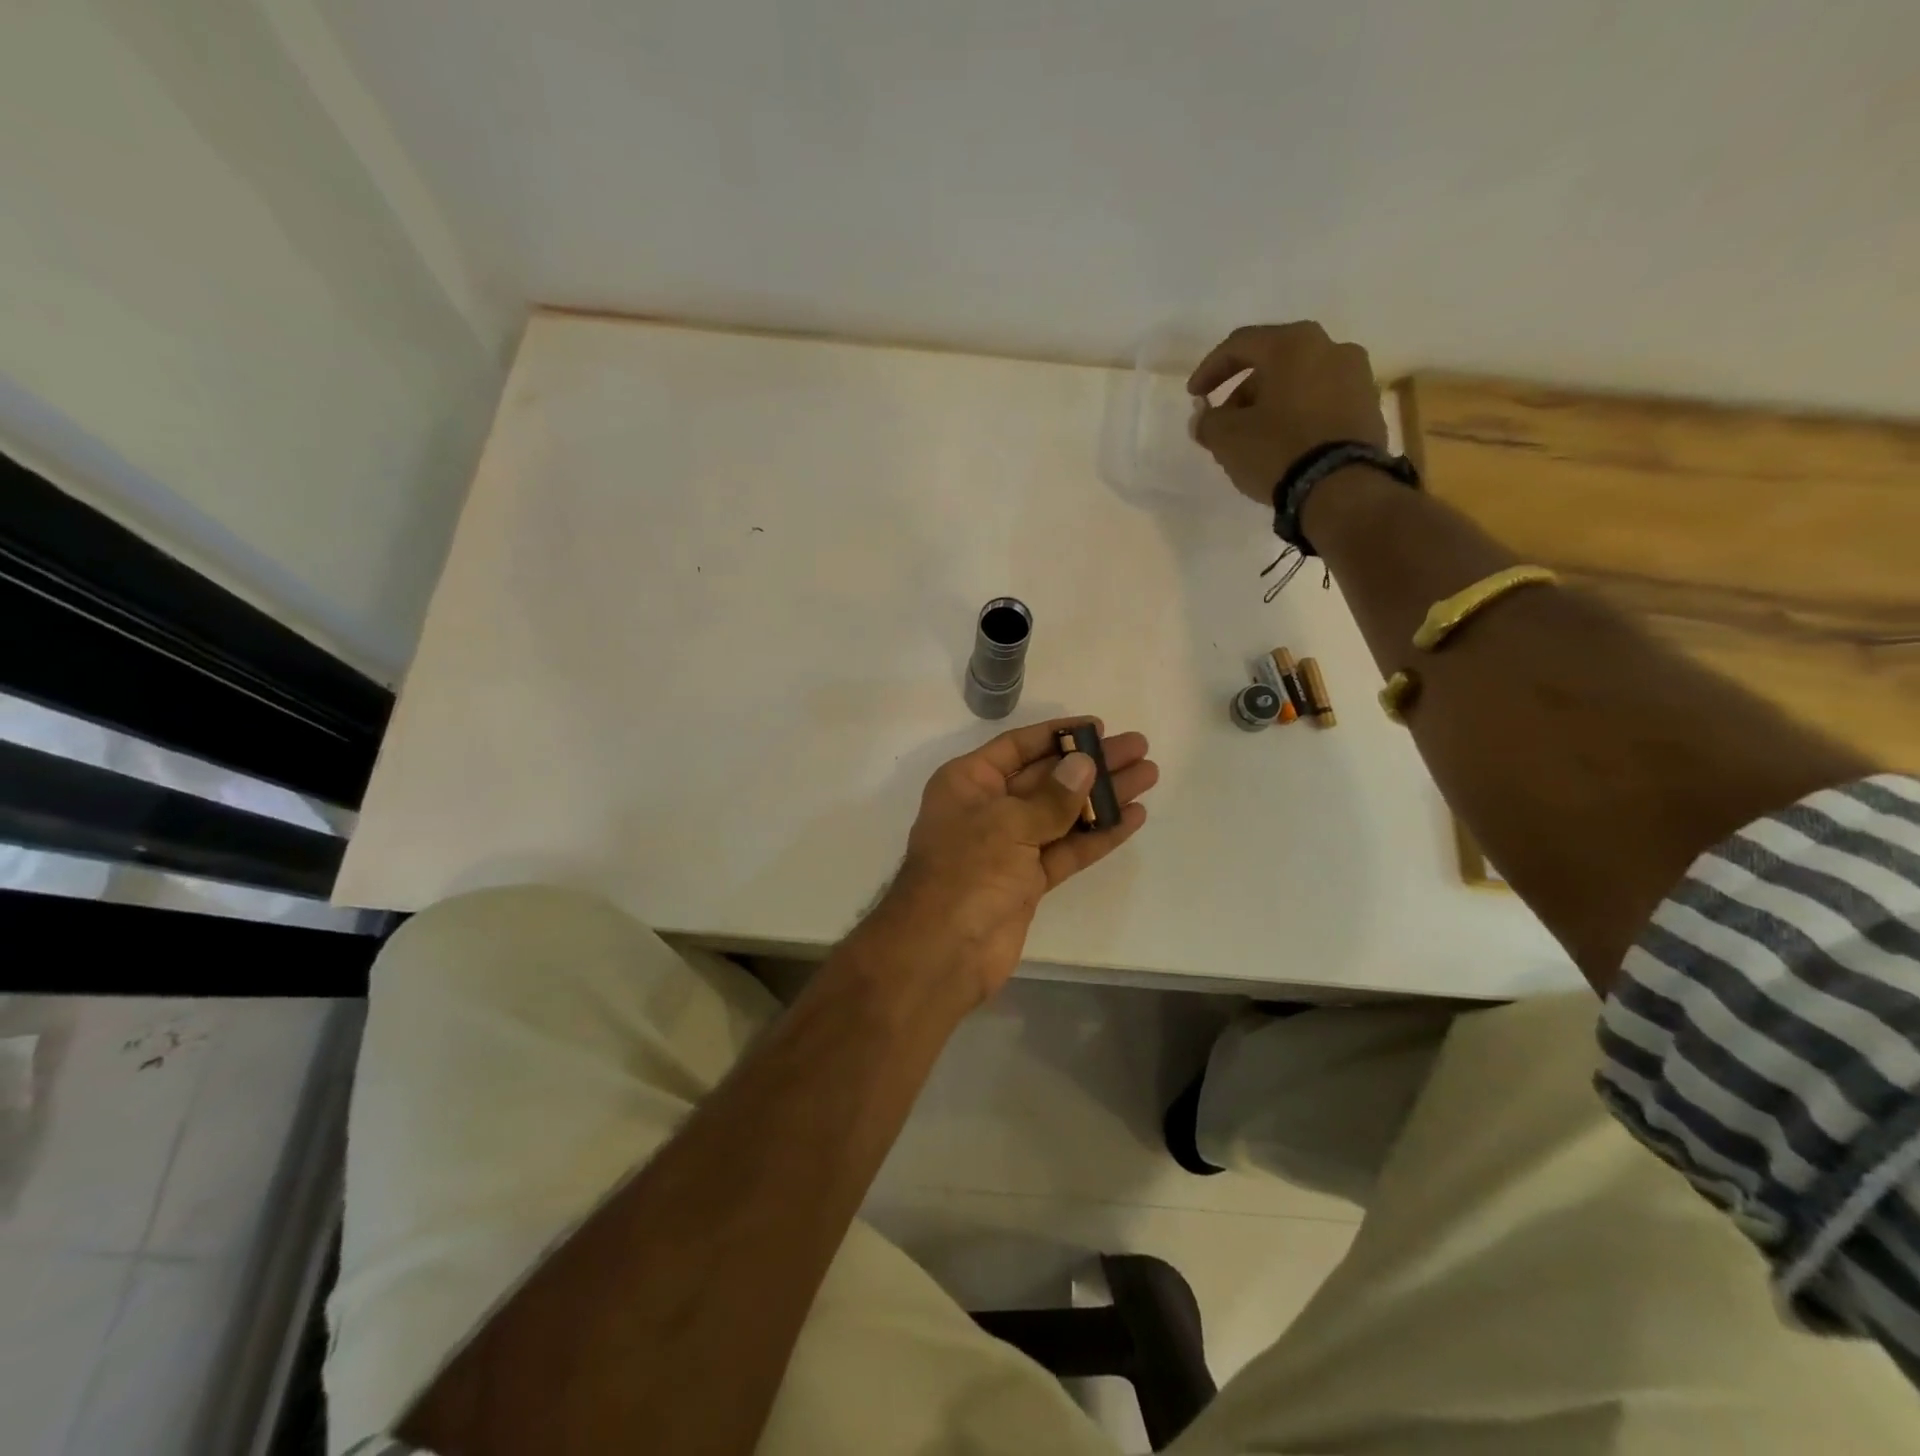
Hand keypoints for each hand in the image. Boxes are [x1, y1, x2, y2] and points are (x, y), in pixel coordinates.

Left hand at [861, 717, 1156, 1007]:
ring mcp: (1009, 846)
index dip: (1058, 735)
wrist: (942, 951)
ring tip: (1148, 777)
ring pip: (1062, 813)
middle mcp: (988, 808)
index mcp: (968, 782)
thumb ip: (1051, 797)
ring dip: (1103, 797)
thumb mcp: (1006, 825)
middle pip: (1047, 777)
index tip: (1100, 727)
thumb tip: (1084, 764)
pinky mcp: (1027, 881)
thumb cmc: (965, 872)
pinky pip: (1067, 850)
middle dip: (1091, 764)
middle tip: (1139, 749)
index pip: (1018, 747)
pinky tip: (1132, 819)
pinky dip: (1097, 836)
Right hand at [1187, 322, 1385, 505]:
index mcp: (1294, 344)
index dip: (1210, 369)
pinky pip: (1322, 403)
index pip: (1240, 344)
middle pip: (1274, 362)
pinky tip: (1284, 444)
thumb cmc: (1278, 450)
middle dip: (1243, 391)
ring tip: (1253, 438)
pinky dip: (1298, 416)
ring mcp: (1357, 377)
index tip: (1193, 396)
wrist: (1341, 487)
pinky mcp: (1369, 408)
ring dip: (1272, 404)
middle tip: (1224, 421)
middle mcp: (1331, 348)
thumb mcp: (1227, 438)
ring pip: (1300, 382)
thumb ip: (1208, 421)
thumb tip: (1204, 417)